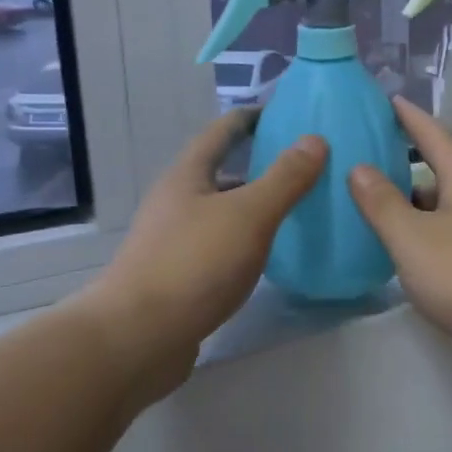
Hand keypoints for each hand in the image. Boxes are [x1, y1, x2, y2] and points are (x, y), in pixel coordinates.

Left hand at [88, 110, 324, 402]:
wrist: (136, 339)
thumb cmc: (193, 264)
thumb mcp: (249, 214)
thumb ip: (284, 177)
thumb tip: (315, 139)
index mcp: (188, 175)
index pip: (223, 131)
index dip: (254, 117)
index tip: (288, 112)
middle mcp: (177, 202)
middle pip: (222, 171)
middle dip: (260, 164)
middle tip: (306, 164)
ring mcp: (174, 241)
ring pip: (222, 212)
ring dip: (255, 205)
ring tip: (298, 208)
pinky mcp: (179, 277)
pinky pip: (220, 246)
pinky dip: (247, 241)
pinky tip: (271, 255)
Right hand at [348, 97, 451, 366]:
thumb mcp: (412, 237)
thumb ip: (381, 203)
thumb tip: (359, 168)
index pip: (431, 134)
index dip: (407, 117)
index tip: (387, 100)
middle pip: (439, 173)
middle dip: (404, 170)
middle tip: (364, 170)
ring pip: (447, 208)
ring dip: (416, 209)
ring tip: (378, 216)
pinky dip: (430, 236)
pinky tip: (411, 256)